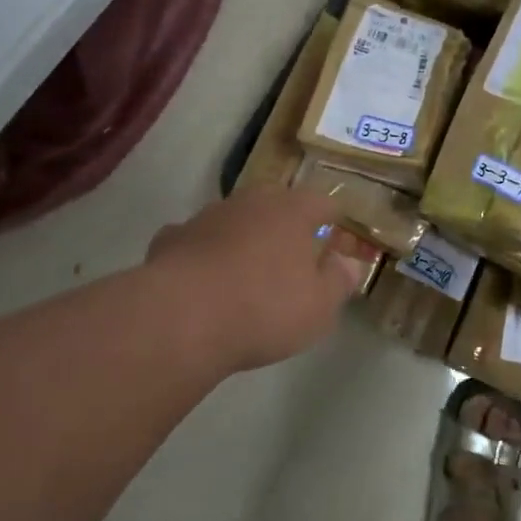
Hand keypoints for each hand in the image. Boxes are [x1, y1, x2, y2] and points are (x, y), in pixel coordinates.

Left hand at [147, 188, 373, 373]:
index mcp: (293, 211)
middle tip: (294, 258)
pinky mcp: (172, 239)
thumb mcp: (319, 306)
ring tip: (248, 274)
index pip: (322, 203)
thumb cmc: (265, 308)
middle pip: (276, 206)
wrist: (181, 318)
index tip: (337, 240)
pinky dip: (205, 255)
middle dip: (287, 227)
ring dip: (245, 239)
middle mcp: (250, 202)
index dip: (333, 222)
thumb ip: (338, 280)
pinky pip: (198, 242)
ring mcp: (207, 217)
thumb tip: (348, 263)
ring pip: (235, 221)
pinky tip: (205, 281)